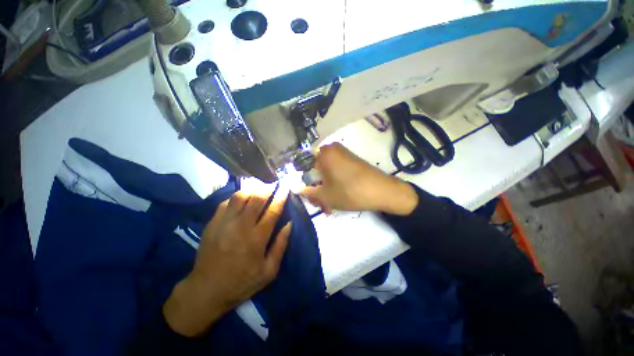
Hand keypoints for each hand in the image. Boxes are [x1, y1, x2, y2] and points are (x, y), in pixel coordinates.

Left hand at [163, 185, 290, 336]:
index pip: (272, 211)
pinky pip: (226, 202)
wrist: (206, 290)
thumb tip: (289, 224)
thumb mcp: (269, 271)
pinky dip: (237, 197)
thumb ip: (281, 245)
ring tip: (259, 188)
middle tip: (273, 184)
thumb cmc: (242, 282)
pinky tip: (242, 198)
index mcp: (257, 238)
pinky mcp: (212, 224)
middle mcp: (241, 227)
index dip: (281, 197)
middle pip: (256, 199)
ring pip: (240, 197)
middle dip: (267, 188)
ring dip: (252, 189)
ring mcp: (224, 223)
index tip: (285, 187)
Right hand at [300, 142, 417, 214]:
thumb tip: (298, 190)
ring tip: (328, 204)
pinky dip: (334, 183)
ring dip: (325, 187)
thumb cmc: (350, 191)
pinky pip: (337, 171)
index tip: (306, 193)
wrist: (383, 191)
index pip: (304, 164)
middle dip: (316, 187)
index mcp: (324, 153)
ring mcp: (344, 154)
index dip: (303, 180)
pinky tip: (336, 197)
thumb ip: (309, 193)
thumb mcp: (326, 196)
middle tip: (319, 202)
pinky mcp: (352, 161)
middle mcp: (332, 150)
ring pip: (327, 172)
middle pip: (316, 169)